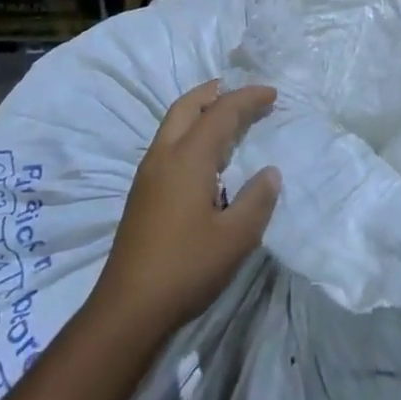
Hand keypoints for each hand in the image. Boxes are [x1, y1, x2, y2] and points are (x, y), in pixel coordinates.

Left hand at [91, 80, 281, 344]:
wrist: (128, 307)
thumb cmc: (186, 268)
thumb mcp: (235, 238)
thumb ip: (257, 200)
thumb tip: (270, 172)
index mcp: (188, 158)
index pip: (221, 112)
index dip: (248, 98)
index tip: (272, 93)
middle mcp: (164, 155)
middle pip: (187, 106)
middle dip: (215, 92)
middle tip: (243, 93)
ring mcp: (148, 173)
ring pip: (173, 123)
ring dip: (200, 111)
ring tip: (228, 118)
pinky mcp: (143, 192)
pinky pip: (169, 143)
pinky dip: (190, 132)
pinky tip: (207, 157)